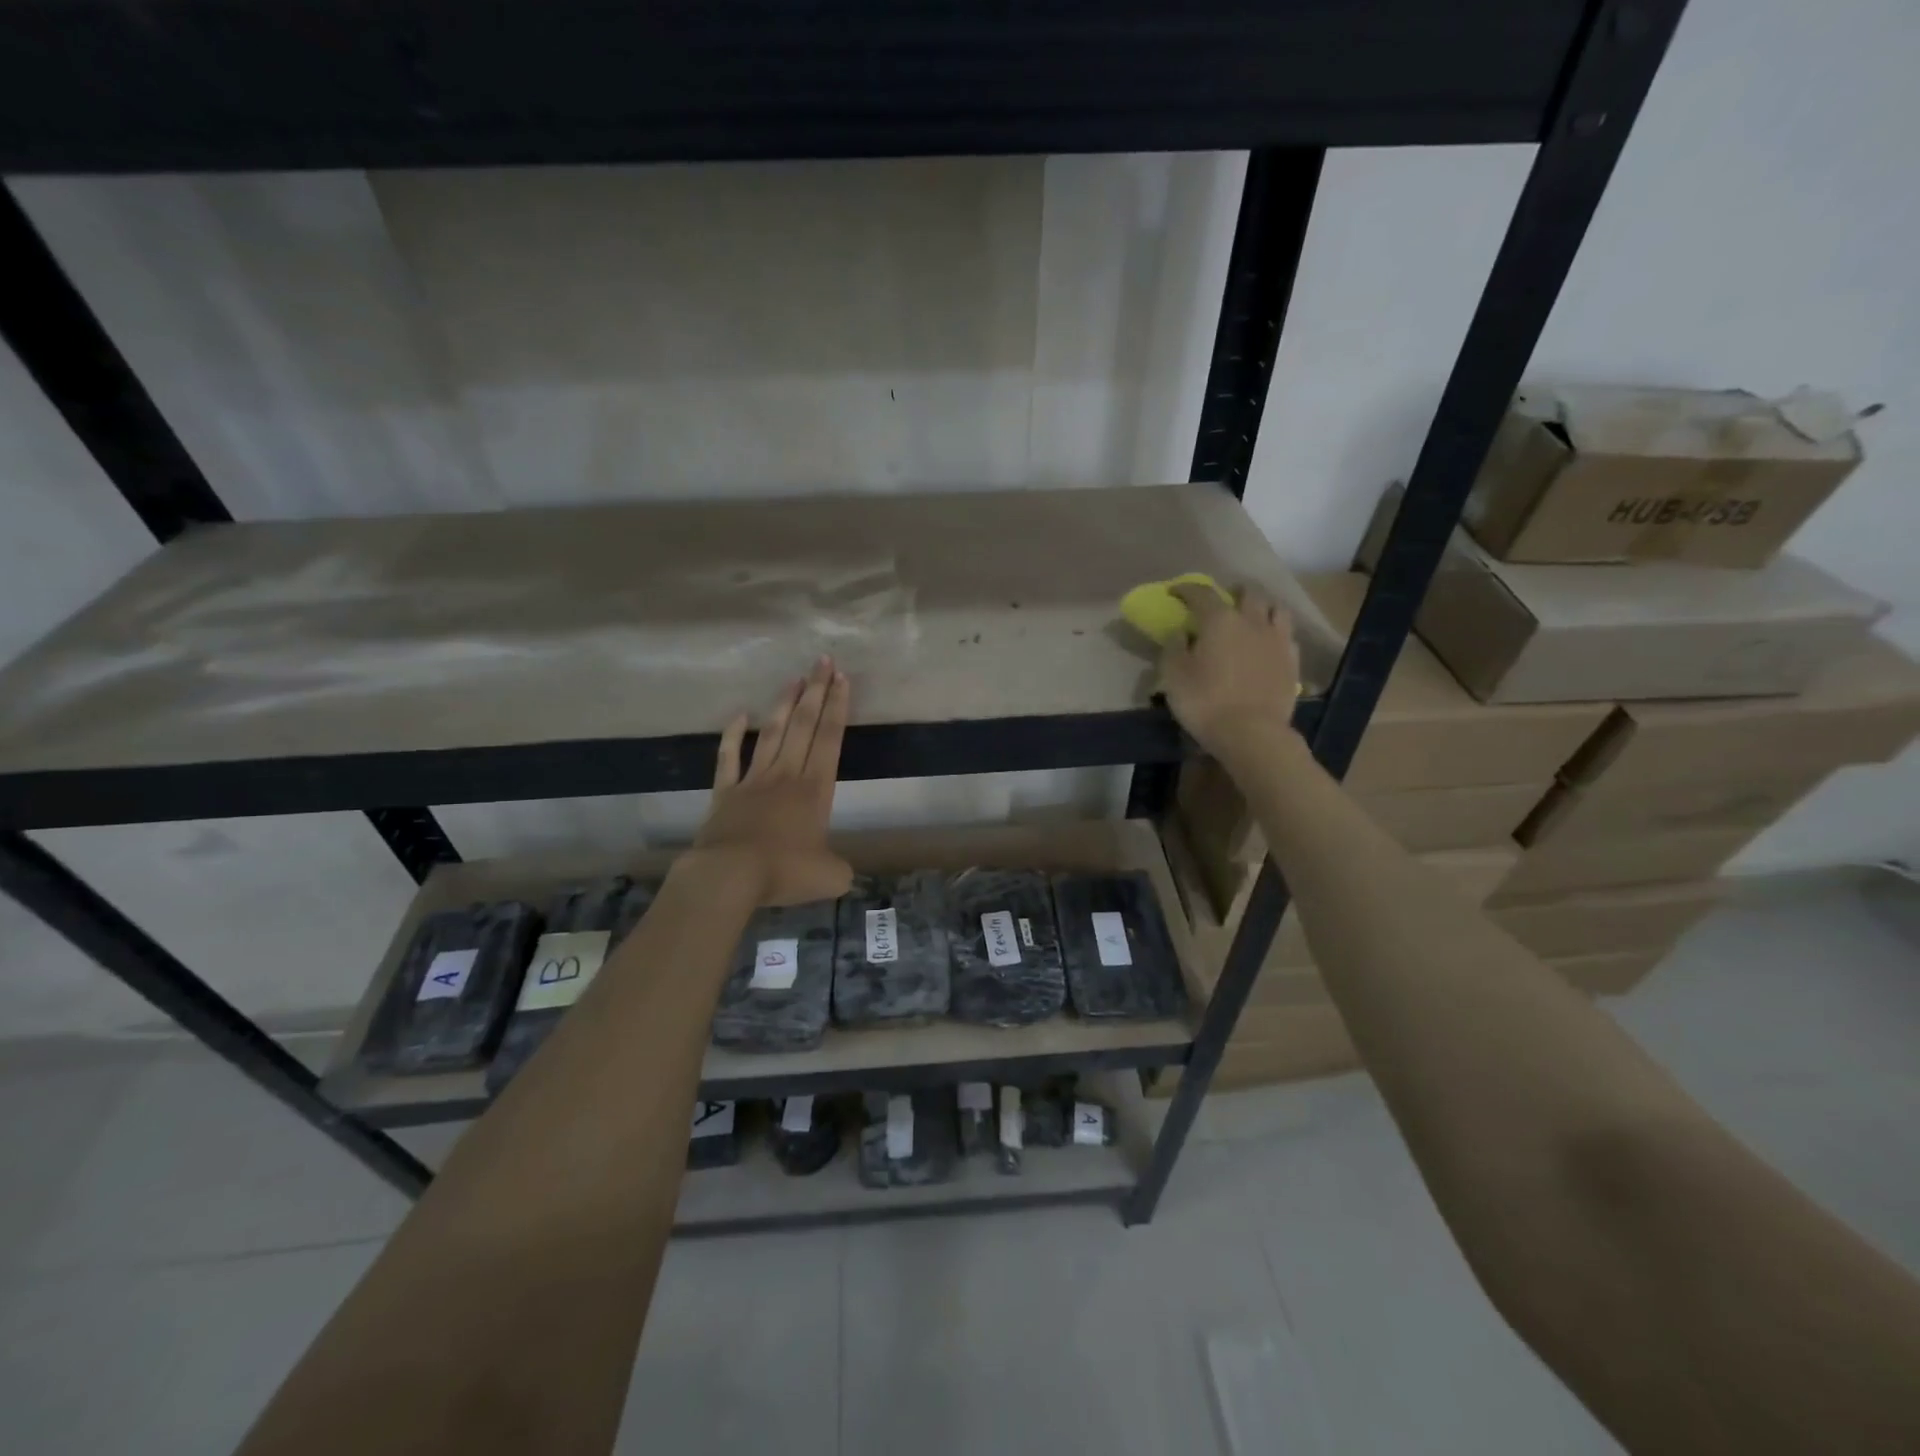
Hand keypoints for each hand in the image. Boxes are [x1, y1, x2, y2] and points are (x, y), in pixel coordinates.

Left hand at [691, 656, 853, 905]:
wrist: (729, 875)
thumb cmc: (784, 871)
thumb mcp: (829, 876)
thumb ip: (839, 868)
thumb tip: (840, 870)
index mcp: (815, 790)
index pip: (830, 739)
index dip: (838, 708)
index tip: (842, 679)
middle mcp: (786, 775)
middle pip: (803, 725)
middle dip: (816, 692)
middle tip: (823, 661)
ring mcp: (753, 780)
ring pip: (771, 733)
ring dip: (783, 704)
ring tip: (794, 678)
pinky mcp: (725, 792)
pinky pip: (728, 758)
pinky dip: (732, 736)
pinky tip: (739, 715)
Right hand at [1157, 584, 1300, 761]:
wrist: (1252, 733)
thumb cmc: (1206, 702)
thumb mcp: (1173, 676)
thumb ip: (1174, 647)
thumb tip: (1181, 632)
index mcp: (1219, 620)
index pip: (1202, 593)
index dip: (1186, 589)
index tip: (1175, 592)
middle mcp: (1252, 621)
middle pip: (1247, 593)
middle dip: (1232, 593)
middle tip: (1221, 602)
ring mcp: (1277, 639)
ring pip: (1275, 608)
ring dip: (1261, 607)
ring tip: (1251, 617)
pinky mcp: (1292, 660)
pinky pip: (1286, 635)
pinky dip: (1275, 632)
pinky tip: (1268, 643)